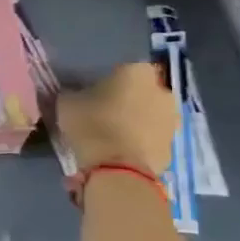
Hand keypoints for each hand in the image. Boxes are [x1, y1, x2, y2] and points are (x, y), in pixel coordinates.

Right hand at [57, 63, 178, 177]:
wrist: (118, 170)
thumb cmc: (92, 125)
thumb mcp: (67, 103)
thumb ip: (74, 94)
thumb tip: (75, 95)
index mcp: (137, 71)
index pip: (122, 70)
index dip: (108, 83)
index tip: (94, 96)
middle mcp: (162, 91)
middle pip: (141, 93)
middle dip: (127, 102)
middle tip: (104, 117)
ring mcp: (171, 121)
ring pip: (149, 117)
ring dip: (136, 124)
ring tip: (112, 140)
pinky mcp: (172, 148)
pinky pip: (152, 141)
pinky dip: (141, 146)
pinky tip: (122, 157)